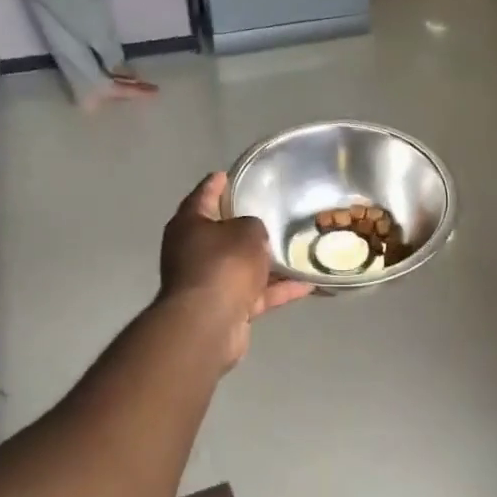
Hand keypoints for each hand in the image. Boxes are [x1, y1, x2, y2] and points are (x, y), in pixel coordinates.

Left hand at [158, 173, 311, 366]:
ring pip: (242, 266)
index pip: (203, 196)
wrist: (209, 322)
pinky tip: (307, 284)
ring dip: (267, 263)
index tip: (227, 175)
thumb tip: (253, 237)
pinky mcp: (224, 308)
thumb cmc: (224, 264)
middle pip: (221, 234)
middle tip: (268, 213)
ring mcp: (208, 282)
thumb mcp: (247, 231)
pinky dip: (277, 289)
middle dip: (244, 227)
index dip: (216, 184)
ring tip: (296, 251)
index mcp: (189, 225)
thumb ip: (253, 226)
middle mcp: (192, 251)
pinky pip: (255, 293)